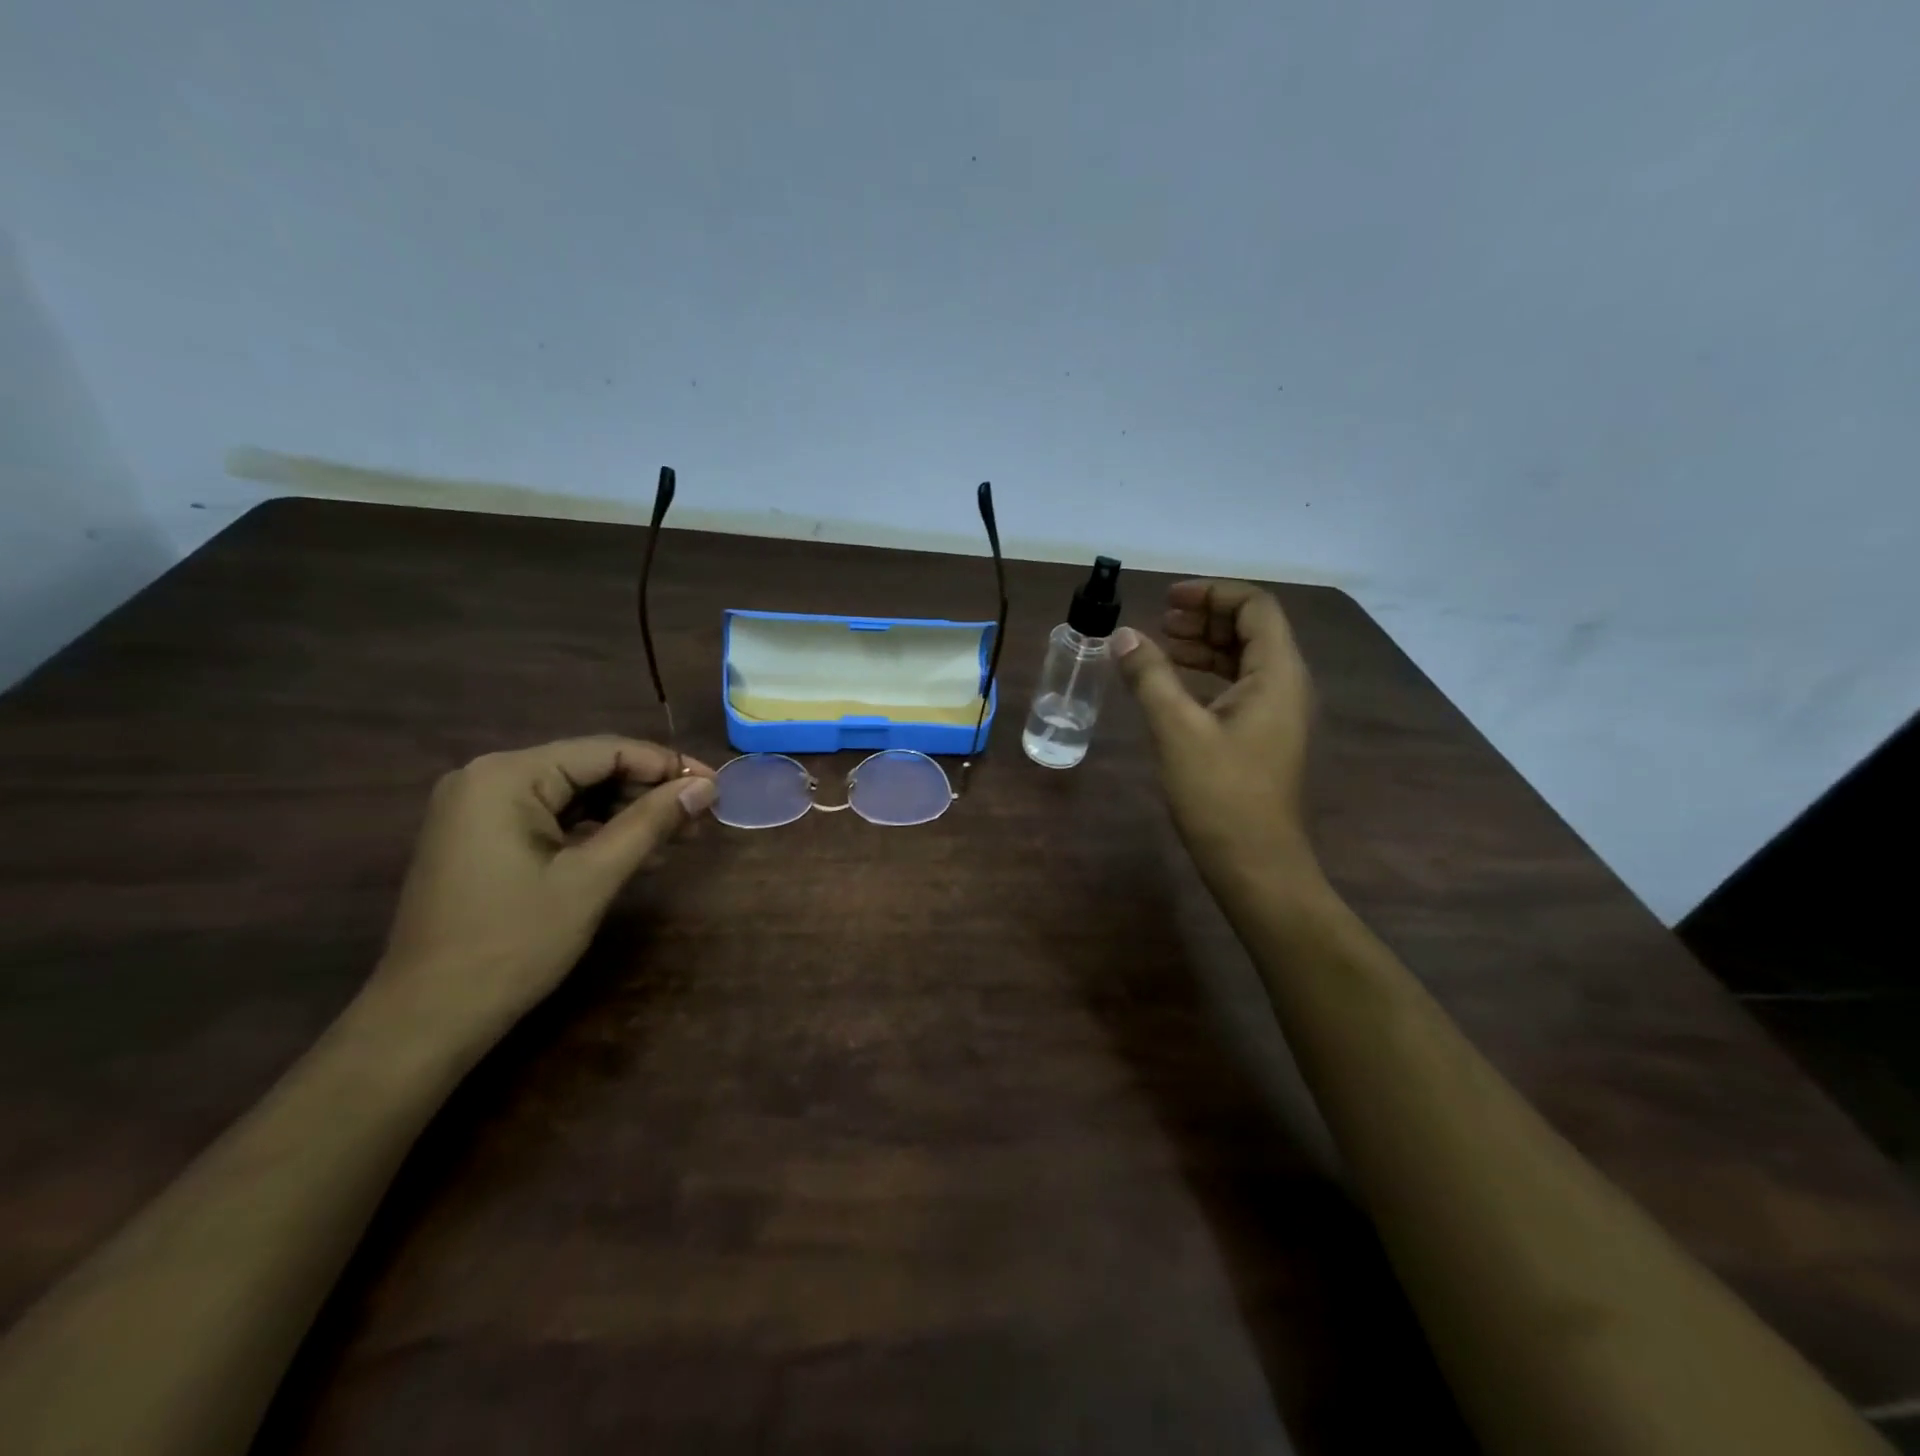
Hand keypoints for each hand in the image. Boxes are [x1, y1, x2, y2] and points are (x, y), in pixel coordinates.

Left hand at [373, 737, 715, 1036]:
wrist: (428, 1018)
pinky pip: (550, 818)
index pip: (605, 751)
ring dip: (626, 813)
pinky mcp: (480, 837)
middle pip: (588, 768)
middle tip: (700, 817)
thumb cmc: (513, 943)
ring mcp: (477, 808)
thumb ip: (651, 823)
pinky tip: (635, 852)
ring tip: (678, 837)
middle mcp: (486, 777)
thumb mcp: (593, 878)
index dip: (666, 766)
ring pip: (573, 794)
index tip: (715, 786)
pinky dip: (594, 831)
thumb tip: (706, 787)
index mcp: (506, 776)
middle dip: (647, 791)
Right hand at [1114, 580, 1318, 896]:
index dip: (1212, 592)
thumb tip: (1124, 636)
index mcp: (1277, 673)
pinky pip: (1239, 688)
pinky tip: (1174, 687)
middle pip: (1251, 629)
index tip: (1167, 599)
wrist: (1256, 864)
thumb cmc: (1220, 794)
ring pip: (1244, 660)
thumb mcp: (1176, 729)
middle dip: (1205, 617)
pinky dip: (1208, 676)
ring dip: (1205, 646)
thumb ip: (1150, 676)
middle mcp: (1286, 685)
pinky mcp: (1265, 737)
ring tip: (1161, 646)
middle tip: (1160, 620)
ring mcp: (1278, 713)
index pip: (1255, 607)